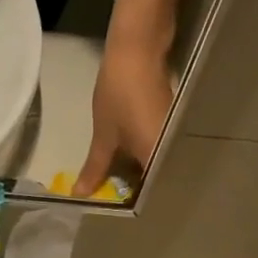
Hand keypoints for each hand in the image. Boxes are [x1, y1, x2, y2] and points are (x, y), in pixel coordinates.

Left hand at [75, 36, 174, 197]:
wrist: (139, 45)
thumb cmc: (120, 92)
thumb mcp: (104, 135)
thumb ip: (95, 168)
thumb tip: (80, 194)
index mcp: (159, 160)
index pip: (150, 197)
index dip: (133, 206)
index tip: (115, 212)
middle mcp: (174, 153)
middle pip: (157, 183)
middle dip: (135, 191)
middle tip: (112, 197)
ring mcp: (176, 139)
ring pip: (158, 168)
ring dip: (139, 175)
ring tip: (117, 183)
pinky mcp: (174, 126)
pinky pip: (159, 152)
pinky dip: (144, 159)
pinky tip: (129, 161)